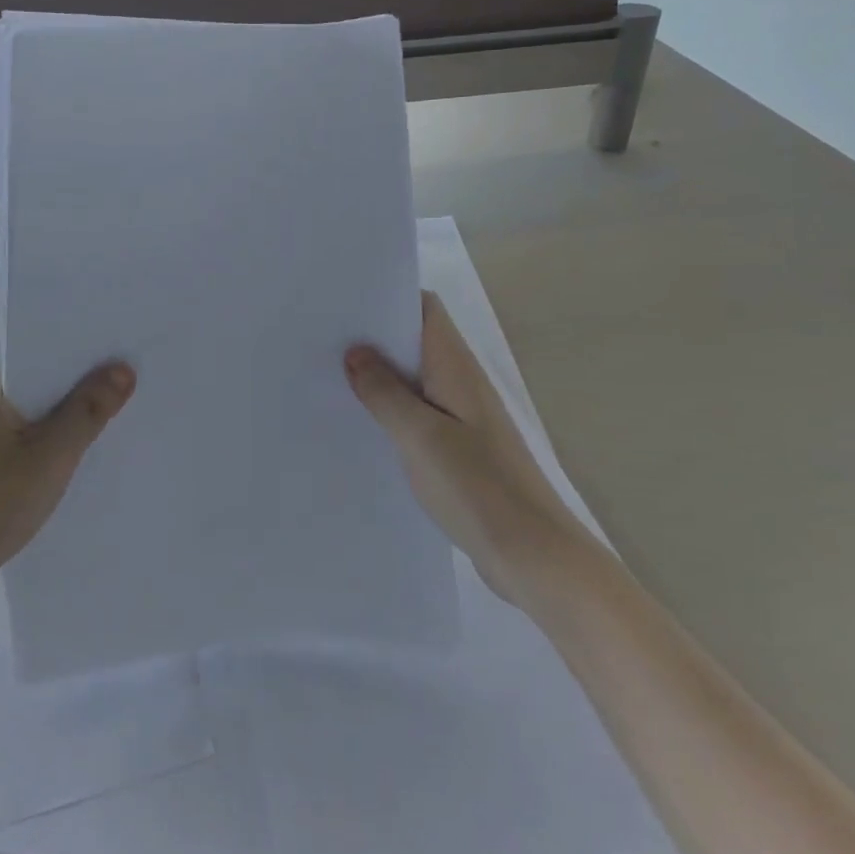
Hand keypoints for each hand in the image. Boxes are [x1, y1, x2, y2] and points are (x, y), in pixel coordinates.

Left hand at [0, 362, 135, 621]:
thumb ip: (89, 409)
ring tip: (114, 425)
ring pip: (36, 418)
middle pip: (44, 387)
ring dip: (68, 425)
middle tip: (133, 394)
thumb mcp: (52, 454)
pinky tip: (79, 459)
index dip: (88, 361)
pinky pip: (26, 442)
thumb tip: (124, 368)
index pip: (46, 357)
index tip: (129, 362)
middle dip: (82, 394)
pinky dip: (50, 449)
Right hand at [346, 293, 581, 602]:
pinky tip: (360, 425)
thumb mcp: (421, 436)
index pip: (424, 309)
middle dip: (373, 337)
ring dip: (379, 376)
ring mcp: (461, 417)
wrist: (533, 556)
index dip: (387, 297)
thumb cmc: (478, 487)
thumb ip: (385, 392)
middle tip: (321, 340)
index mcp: (456, 368)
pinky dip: (390, 411)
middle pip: (415, 341)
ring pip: (413, 379)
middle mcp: (461, 383)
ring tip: (329, 378)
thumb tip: (355, 351)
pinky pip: (417, 414)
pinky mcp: (458, 448)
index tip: (342, 302)